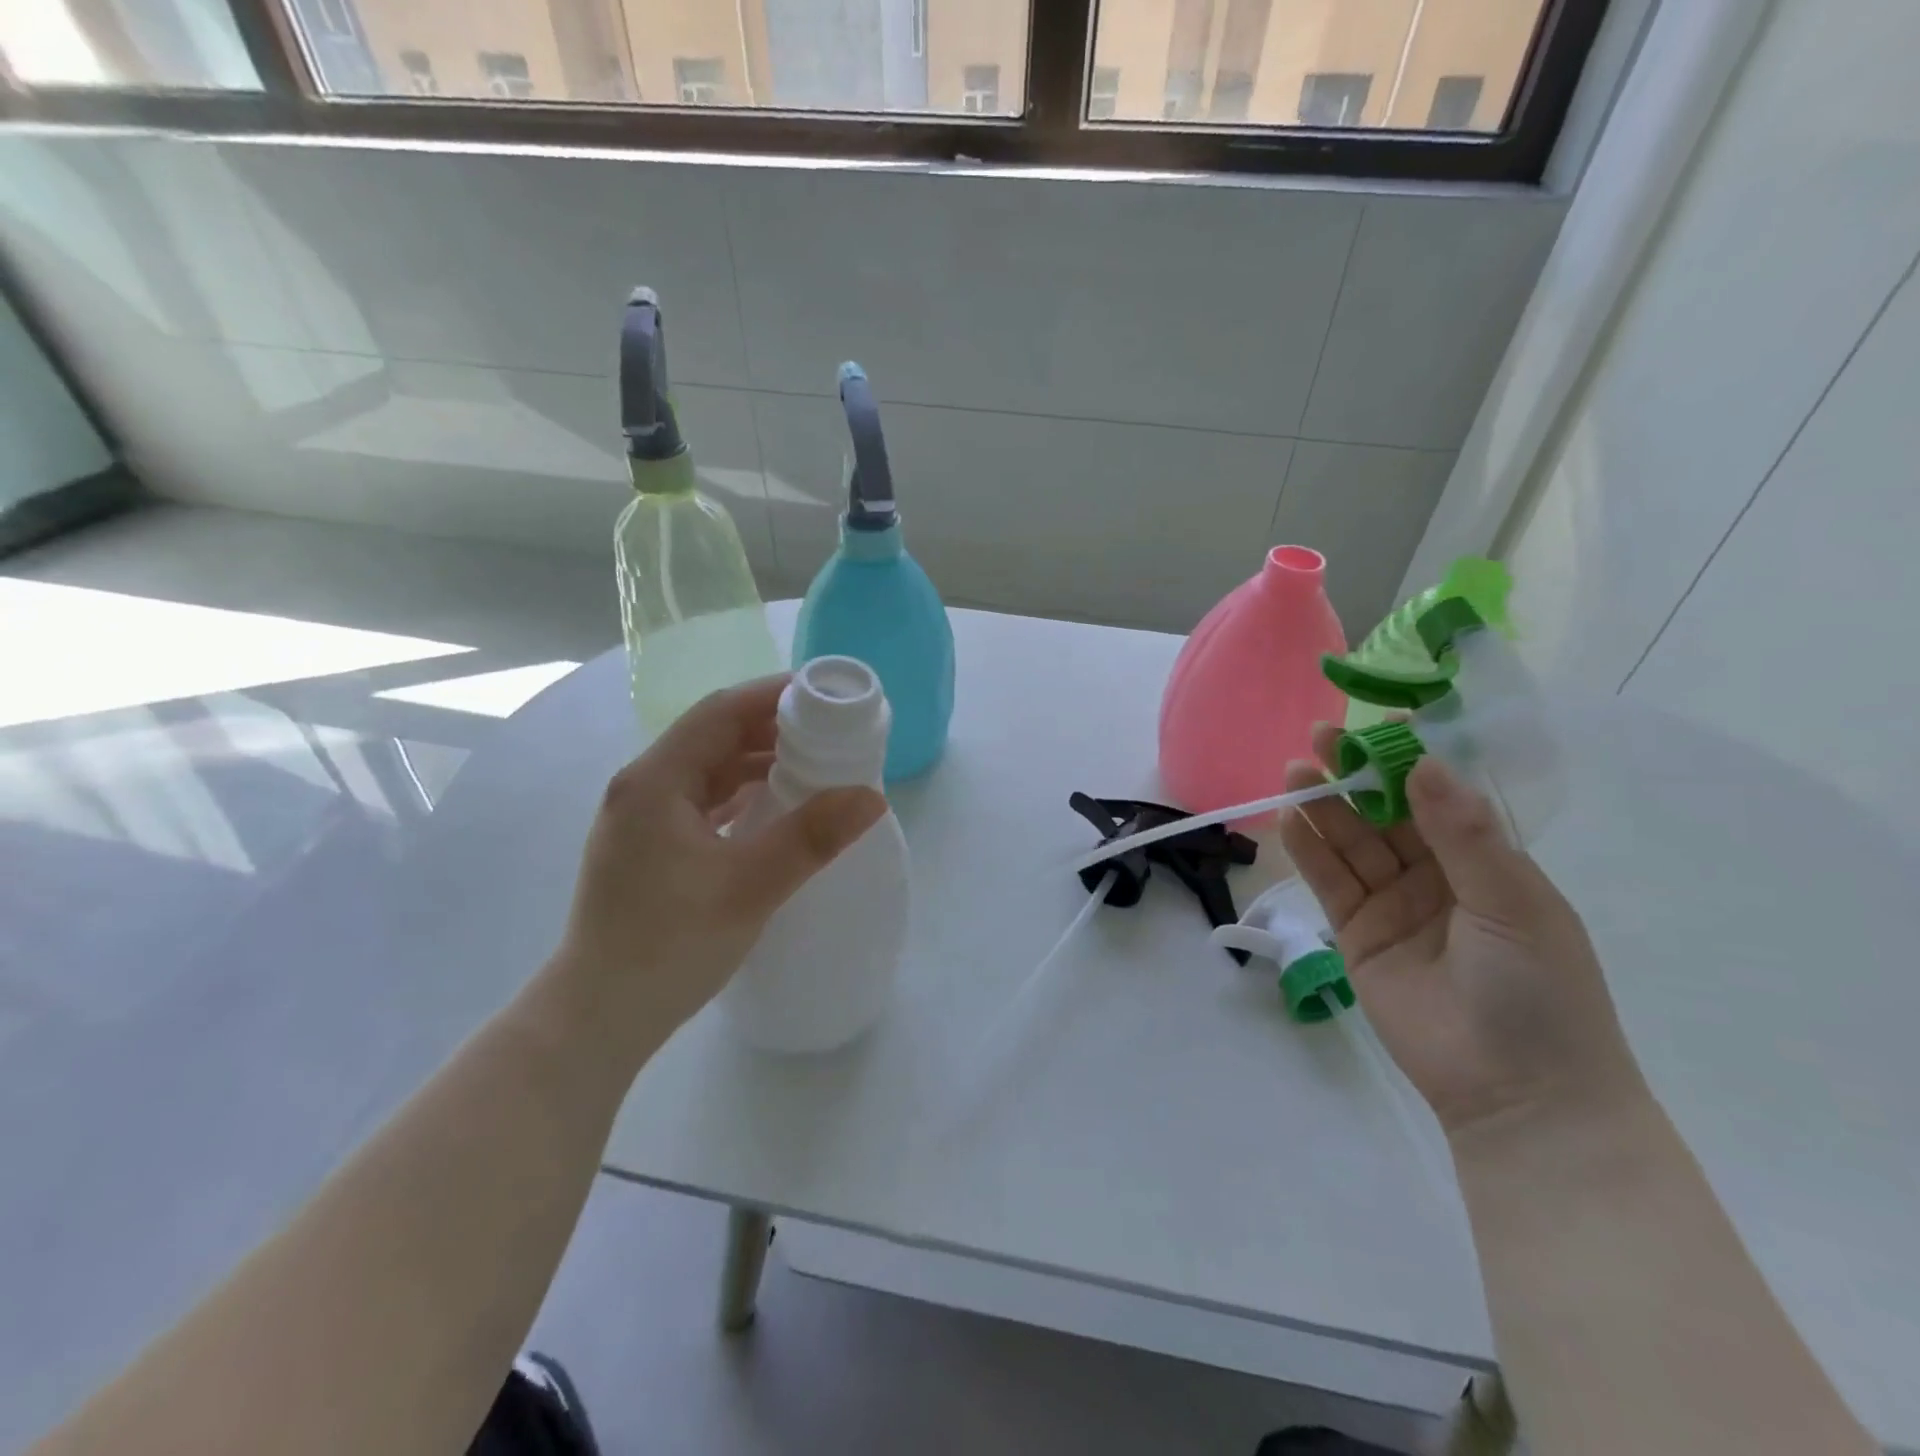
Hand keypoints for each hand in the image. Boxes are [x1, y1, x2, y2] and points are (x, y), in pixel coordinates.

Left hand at [549, 676, 885, 1048]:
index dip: (772, 695)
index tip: (824, 695)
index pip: (719, 712)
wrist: (598, 1018)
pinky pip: (702, 800)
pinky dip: (741, 793)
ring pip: (708, 769)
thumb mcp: (748, 888)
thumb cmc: (667, 947)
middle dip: (771, 727)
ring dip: (757, 761)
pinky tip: (775, 805)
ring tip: (813, 764)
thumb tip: (871, 796)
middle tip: (830, 731)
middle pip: (713, 735)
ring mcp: (642, 819)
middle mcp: (643, 788)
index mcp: (655, 781)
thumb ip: (811, 838)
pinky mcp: (650, 847)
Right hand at [1278, 723, 1647, 1139]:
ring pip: (1352, 843)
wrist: (1517, 1094)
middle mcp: (1436, 877)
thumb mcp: (1513, 903)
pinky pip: (1330, 882)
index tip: (1381, 725)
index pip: (1441, 797)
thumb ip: (1463, 836)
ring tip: (1296, 770)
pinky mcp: (1356, 934)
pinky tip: (1290, 819)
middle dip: (1355, 776)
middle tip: (1320, 738)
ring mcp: (1393, 905)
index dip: (1411, 760)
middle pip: (1386, 814)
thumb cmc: (1540, 991)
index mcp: (1486, 863)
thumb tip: (1426, 765)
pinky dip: (1308, 850)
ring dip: (1324, 807)